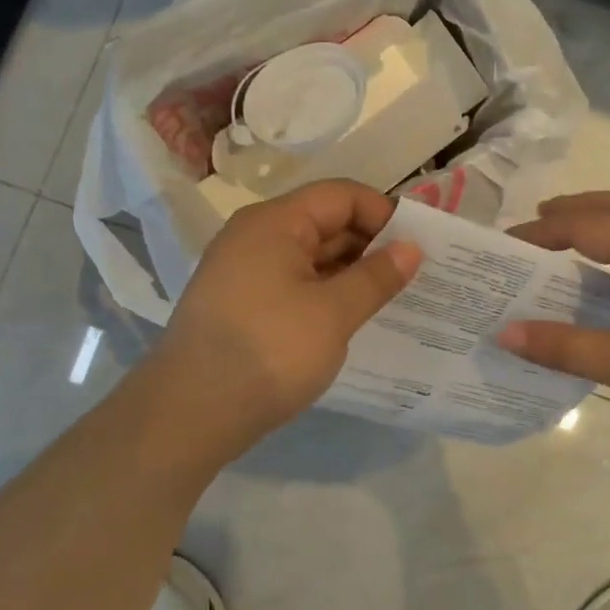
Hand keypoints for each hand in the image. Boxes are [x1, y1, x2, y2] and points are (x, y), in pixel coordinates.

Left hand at [151, 181, 421, 447]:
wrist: (190, 413)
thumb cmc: (269, 351)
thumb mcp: (333, 313)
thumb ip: (376, 277)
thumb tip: (411, 248)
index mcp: (274, 222)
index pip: (341, 196)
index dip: (384, 213)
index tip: (419, 245)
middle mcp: (255, 236)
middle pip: (324, 223)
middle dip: (371, 245)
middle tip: (415, 276)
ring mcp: (244, 272)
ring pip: (310, 257)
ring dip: (350, 273)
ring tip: (392, 299)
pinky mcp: (241, 305)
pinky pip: (294, 284)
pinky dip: (325, 294)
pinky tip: (352, 318)